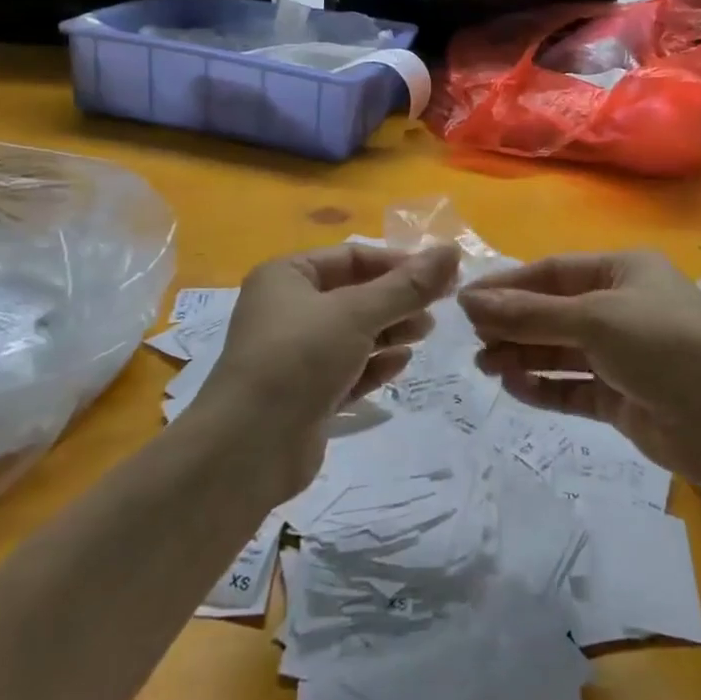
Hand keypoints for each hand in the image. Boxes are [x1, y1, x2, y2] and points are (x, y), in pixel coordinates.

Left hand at [197, 243, 460, 494]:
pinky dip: (374, 364)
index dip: (397, 263)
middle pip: (355, 294)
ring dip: (391, 330)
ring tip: (426, 332)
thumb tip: (452, 250)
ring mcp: (296, 355)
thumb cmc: (299, 358)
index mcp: (287, 276)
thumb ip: (407, 285)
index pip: (352, 257)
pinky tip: (402, 363)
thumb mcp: (357, 313)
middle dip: (397, 299)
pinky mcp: (306, 395)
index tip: (439, 276)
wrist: (247, 449)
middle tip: (439, 307)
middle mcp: (288, 310)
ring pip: (354, 333)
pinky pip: (348, 369)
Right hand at [459, 251, 700, 485]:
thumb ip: (530, 313)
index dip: (509, 285)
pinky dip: (544, 387)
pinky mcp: (622, 396)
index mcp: (624, 271)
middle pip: (554, 311)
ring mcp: (623, 354)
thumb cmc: (663, 347)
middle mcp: (622, 307)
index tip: (465, 302)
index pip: (554, 272)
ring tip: (485, 366)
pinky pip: (573, 386)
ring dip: (523, 355)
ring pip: (560, 350)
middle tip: (472, 340)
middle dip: (513, 324)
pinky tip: (514, 388)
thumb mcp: (594, 319)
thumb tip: (470, 299)